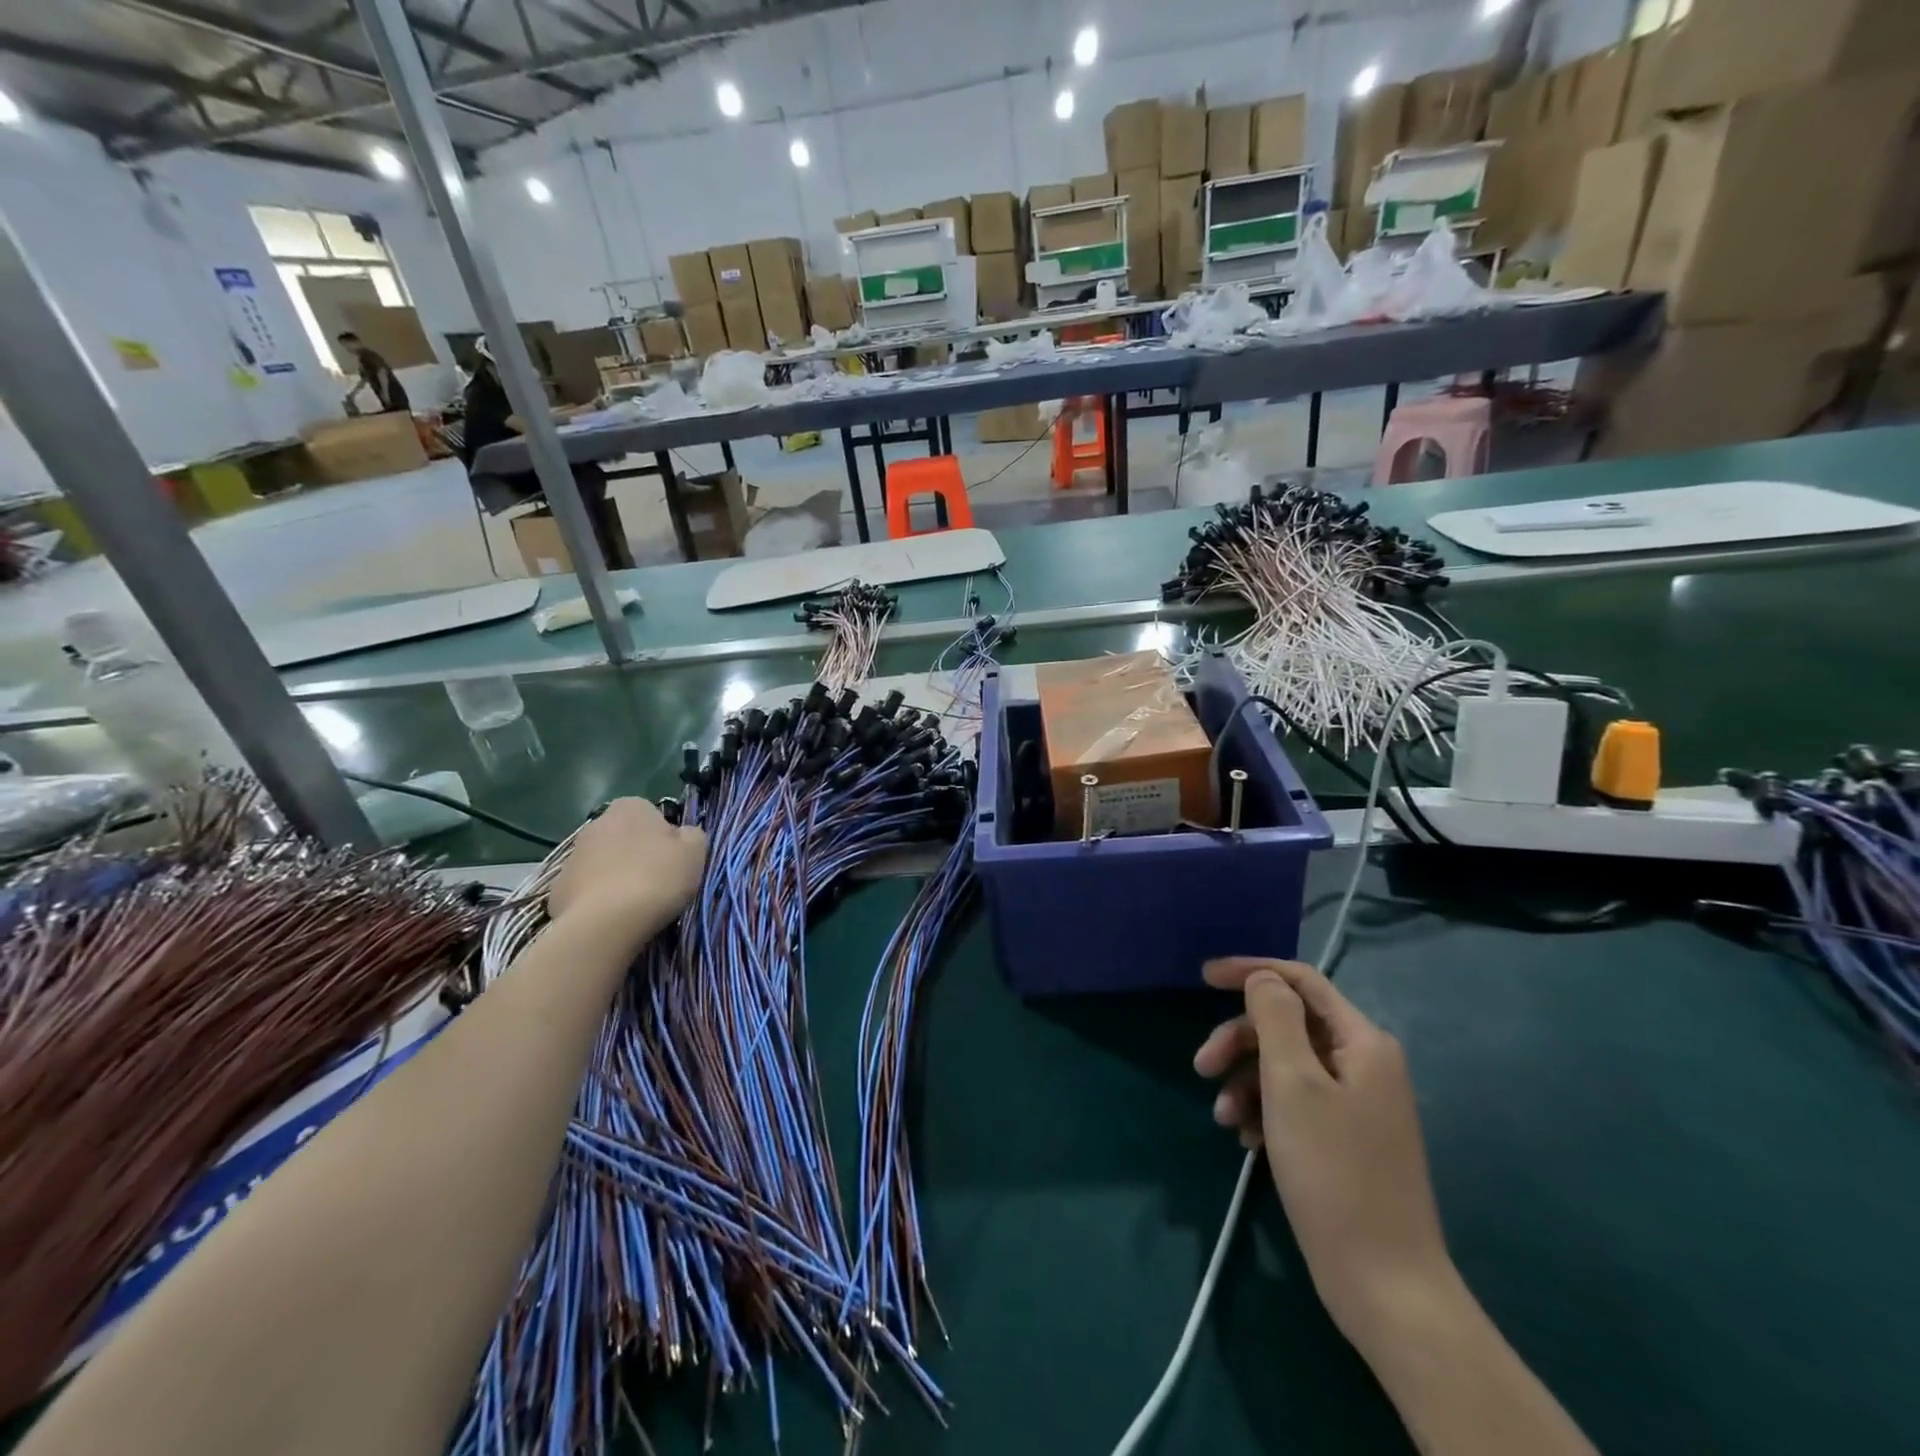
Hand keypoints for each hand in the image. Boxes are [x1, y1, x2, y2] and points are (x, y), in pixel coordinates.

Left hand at [548, 799, 705, 944]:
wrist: (606, 923)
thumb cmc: (657, 878)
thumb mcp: (696, 851)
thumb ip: (692, 834)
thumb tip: (682, 835)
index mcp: (630, 807)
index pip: (652, 814)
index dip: (666, 837)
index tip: (674, 860)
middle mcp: (596, 824)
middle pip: (625, 838)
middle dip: (638, 855)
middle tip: (658, 882)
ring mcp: (572, 857)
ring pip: (603, 864)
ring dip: (616, 876)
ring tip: (635, 904)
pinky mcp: (557, 889)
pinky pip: (586, 890)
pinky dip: (597, 900)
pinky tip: (612, 918)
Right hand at [1194, 957, 1457, 1351]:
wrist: (1385, 1285)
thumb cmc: (1334, 1172)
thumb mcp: (1293, 1085)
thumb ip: (1275, 1018)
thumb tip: (1263, 978)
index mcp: (1362, 1042)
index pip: (1301, 982)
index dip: (1251, 972)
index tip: (1203, 977)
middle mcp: (1364, 1064)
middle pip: (1288, 1026)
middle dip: (1240, 1040)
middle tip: (1201, 1067)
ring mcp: (1357, 1104)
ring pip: (1286, 1066)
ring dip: (1247, 1081)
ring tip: (1224, 1119)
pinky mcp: (1345, 1139)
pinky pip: (1295, 1103)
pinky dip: (1265, 1111)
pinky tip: (1248, 1141)